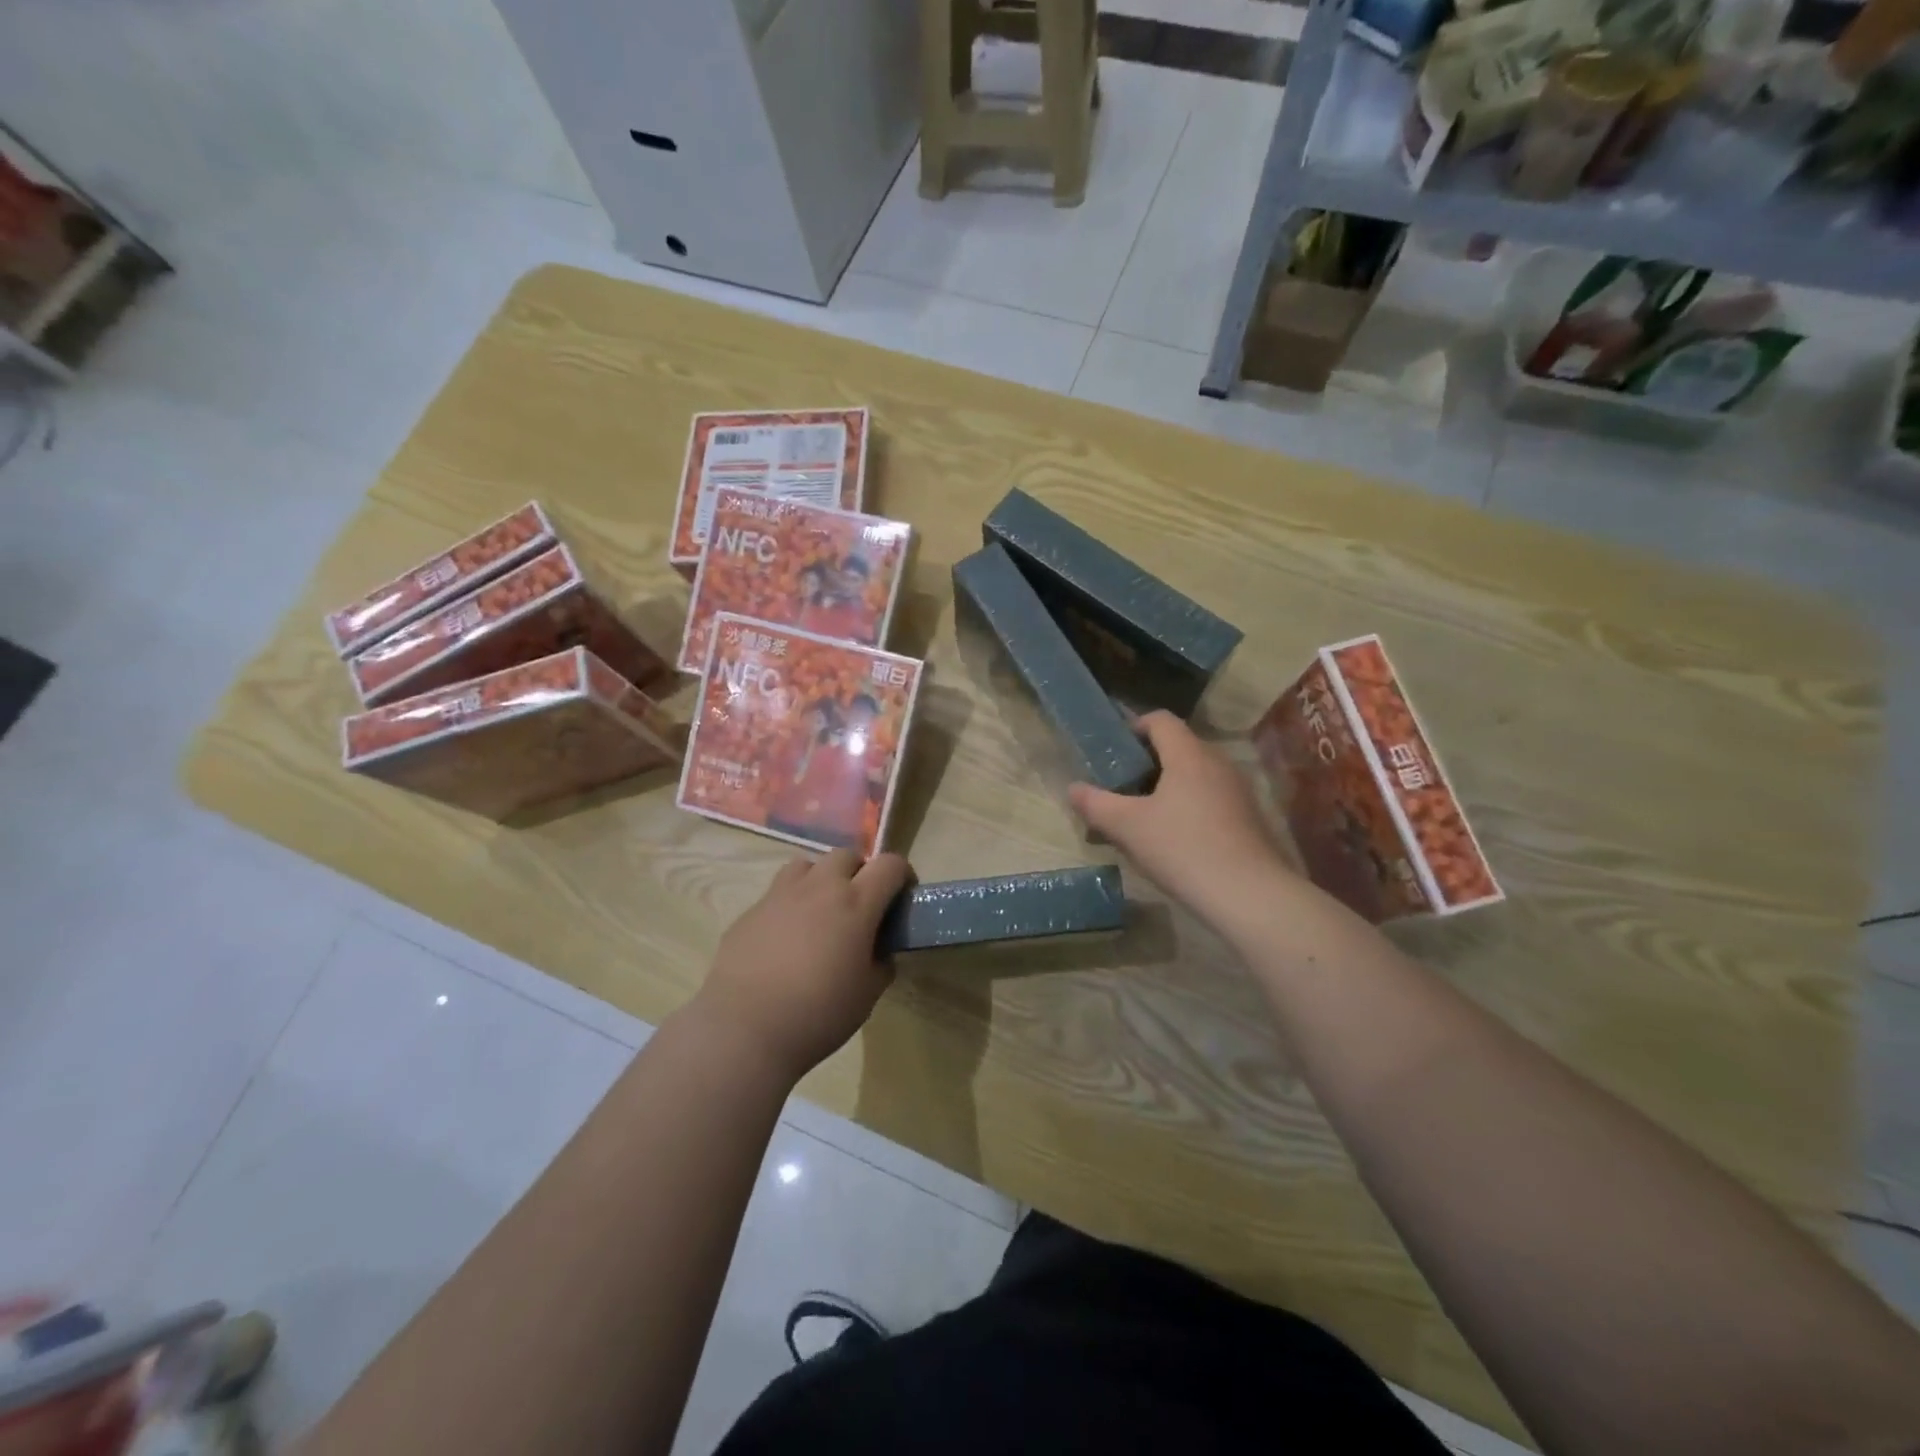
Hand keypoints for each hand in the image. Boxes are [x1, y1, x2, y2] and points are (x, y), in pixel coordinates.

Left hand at [693, 849, 910, 1081]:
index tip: (901, 897)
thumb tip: (878, 950)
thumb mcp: (868, 994)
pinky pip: (777, 894)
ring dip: (821, 880)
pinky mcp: (750, 912)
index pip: (890, 864)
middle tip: (859, 906)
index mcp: (856, 903)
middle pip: (846, 856)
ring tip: (820, 913)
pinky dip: (790, 906)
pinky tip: (785, 940)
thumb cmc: (819, 1013)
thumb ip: (880, 962)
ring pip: (807, 866)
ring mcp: (780, 896)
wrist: (745, 1030)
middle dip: (859, 873)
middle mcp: (819, 888)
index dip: (902, 875)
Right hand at [1067, 711, 1296, 930]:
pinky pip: (1212, 797)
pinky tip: (1176, 838)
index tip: (1114, 751)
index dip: (1134, 727)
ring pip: (1196, 774)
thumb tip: (1072, 788)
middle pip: (1179, 746)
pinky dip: (1190, 805)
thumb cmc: (1183, 849)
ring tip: (1145, 815)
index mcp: (1188, 754)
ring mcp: (1239, 790)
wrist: (1250, 895)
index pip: (1160, 720)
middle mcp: (1218, 762)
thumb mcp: (1128, 827)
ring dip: (1169, 786)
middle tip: (1122, 786)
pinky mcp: (1250, 817)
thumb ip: (1096, 804)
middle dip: (1148, 761)